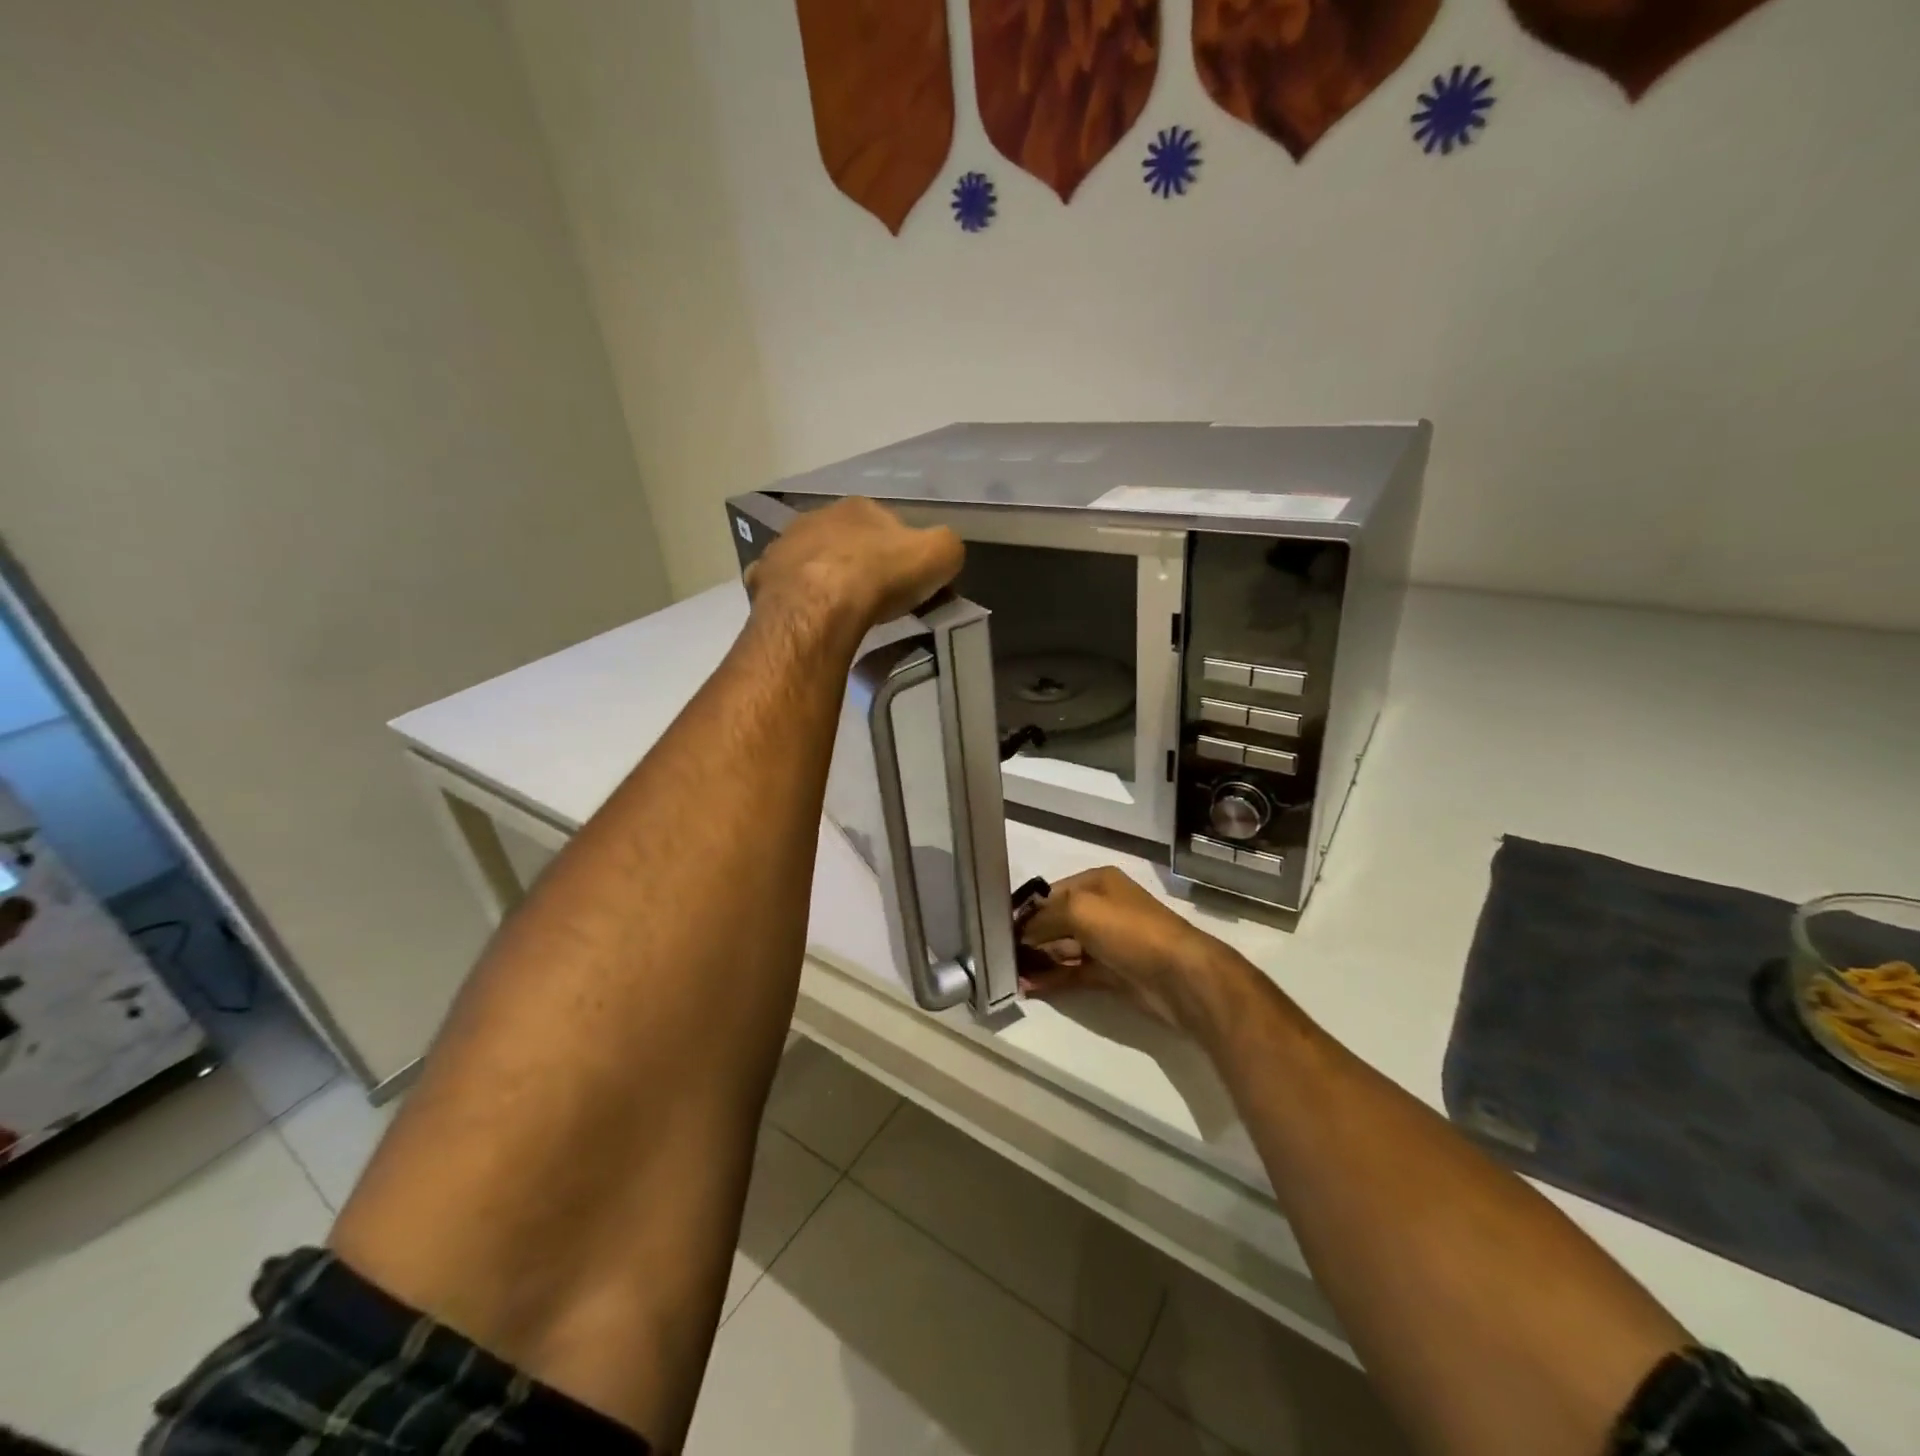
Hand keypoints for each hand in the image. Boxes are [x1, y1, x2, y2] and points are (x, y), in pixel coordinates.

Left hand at [746, 497, 963, 638]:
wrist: (819, 606)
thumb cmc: (880, 576)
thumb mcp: (940, 554)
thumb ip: (946, 547)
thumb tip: (941, 555)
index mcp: (859, 507)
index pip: (887, 524)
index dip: (901, 552)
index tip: (909, 581)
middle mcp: (817, 517)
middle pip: (846, 541)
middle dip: (860, 564)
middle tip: (877, 598)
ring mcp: (784, 547)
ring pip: (811, 562)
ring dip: (825, 579)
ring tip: (842, 612)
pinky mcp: (763, 580)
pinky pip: (784, 588)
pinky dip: (795, 600)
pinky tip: (808, 618)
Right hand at [1017, 867, 1241, 1038]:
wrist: (1180, 976)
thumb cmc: (1129, 930)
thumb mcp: (1079, 910)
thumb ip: (1043, 918)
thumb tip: (1019, 933)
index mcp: (1097, 883)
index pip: (1050, 894)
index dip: (1025, 911)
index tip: (997, 929)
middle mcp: (1101, 909)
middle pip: (1054, 922)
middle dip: (1028, 938)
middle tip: (1000, 956)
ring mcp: (1106, 943)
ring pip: (1062, 949)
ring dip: (1037, 961)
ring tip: (1008, 975)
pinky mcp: (1110, 973)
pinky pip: (1073, 973)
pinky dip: (1052, 979)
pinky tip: (1028, 987)